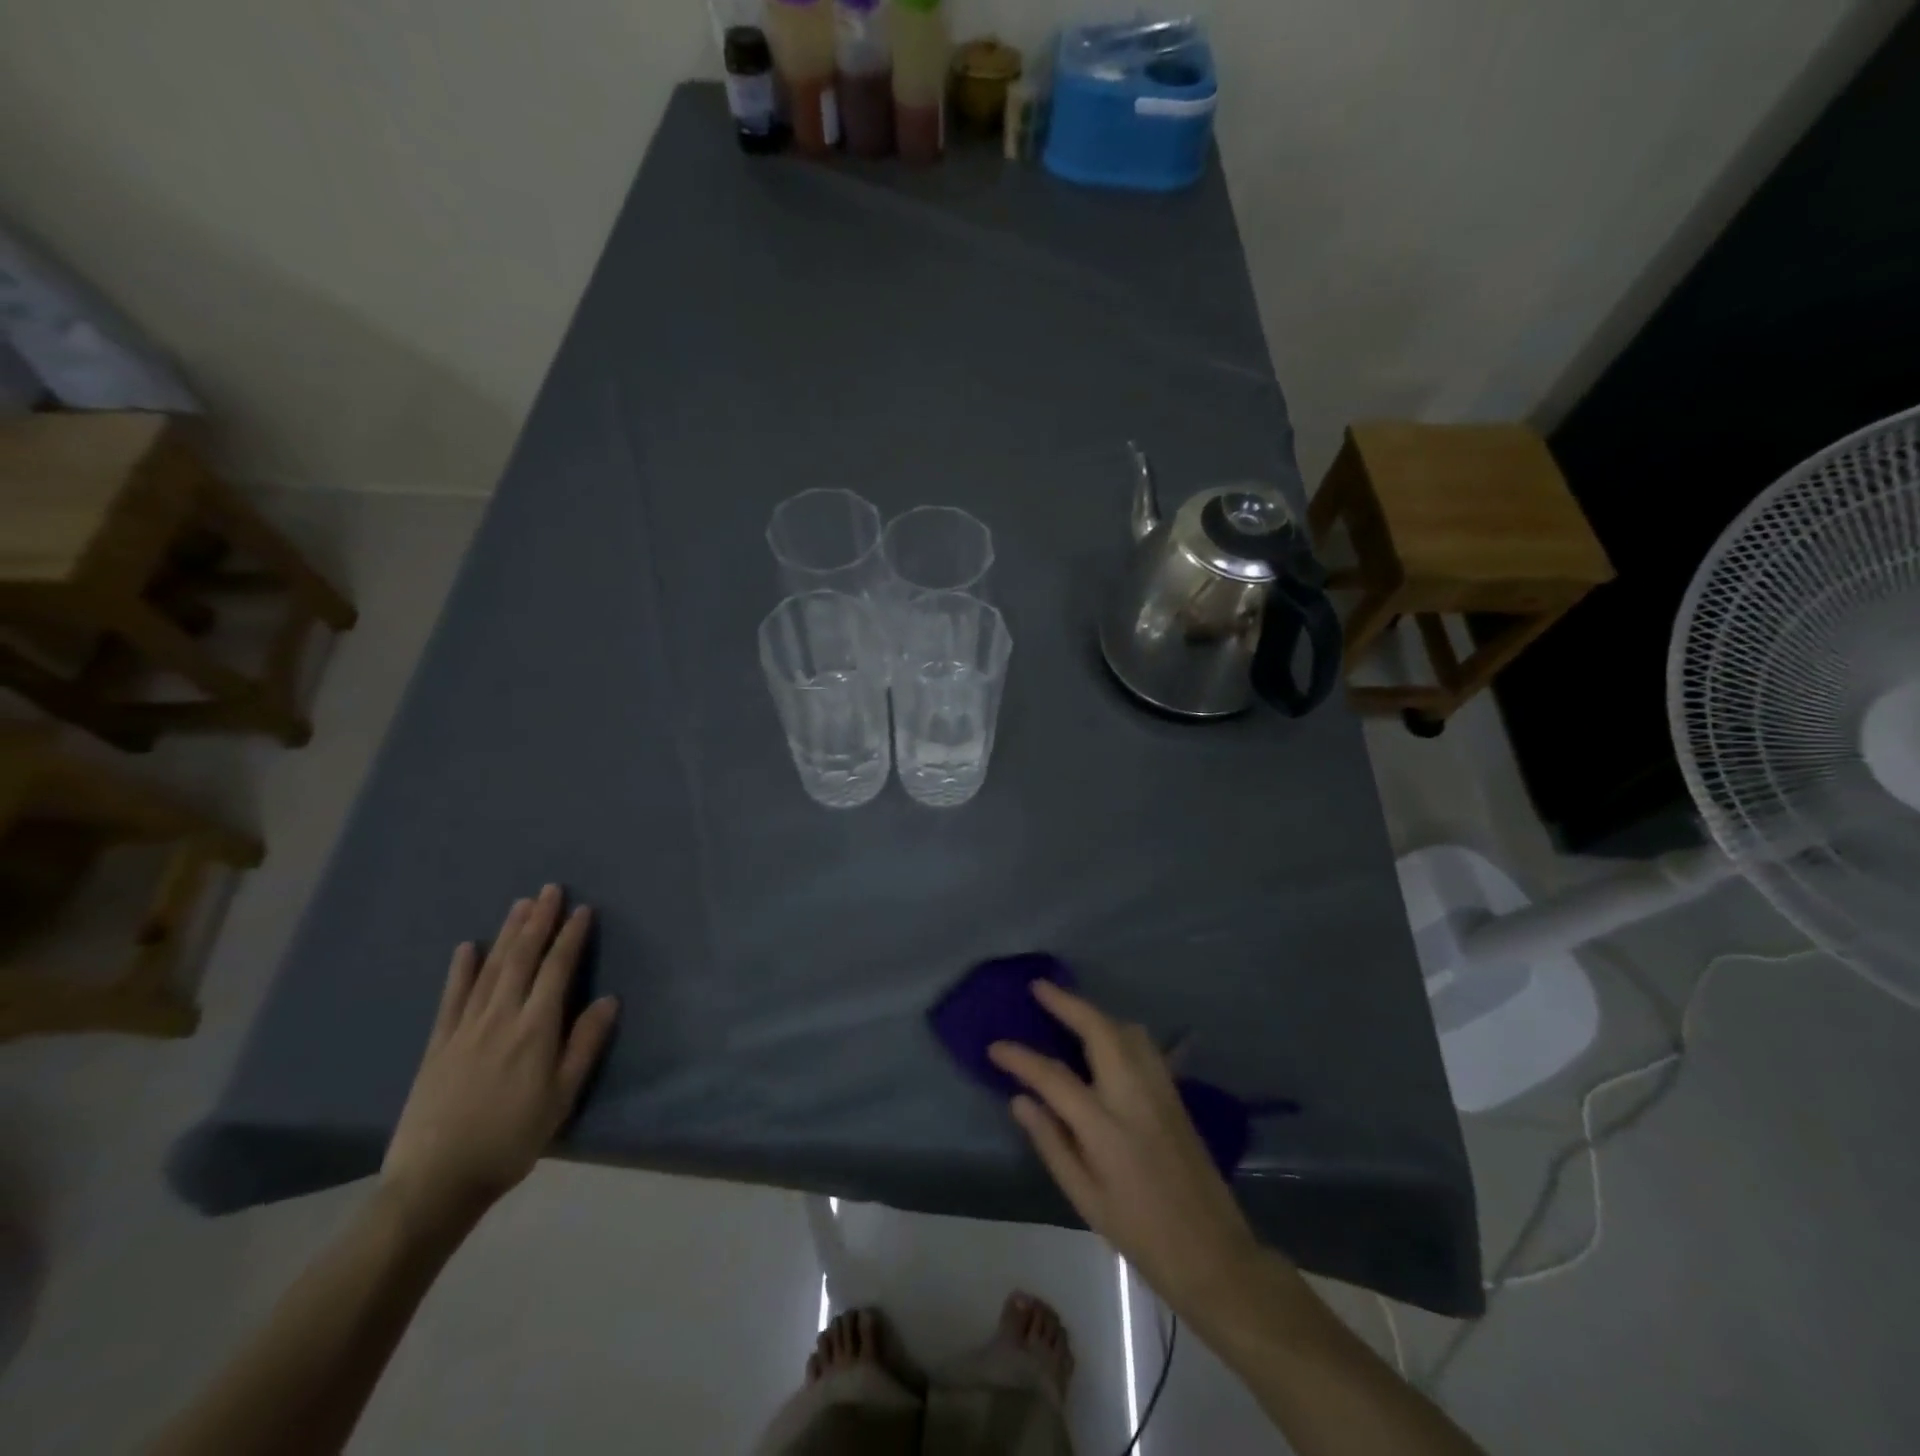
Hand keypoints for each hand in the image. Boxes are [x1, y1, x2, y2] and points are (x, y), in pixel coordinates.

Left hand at [381, 885, 617, 1230]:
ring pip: (491, 969)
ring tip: (520, 905)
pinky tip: (467, 948)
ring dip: (507, 934)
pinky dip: (461, 970)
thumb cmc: (511, 1139)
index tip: (582, 910)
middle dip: (538, 922)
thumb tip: (609, 999)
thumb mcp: (561, 1097)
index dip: (571, 937)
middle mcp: (501, 1018)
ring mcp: (465, 1028)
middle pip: (522, 959)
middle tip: (549, 890)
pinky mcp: (438, 1044)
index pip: (557, 970)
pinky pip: (452, 998)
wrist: (435, 1181)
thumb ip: (584, 1045)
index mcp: (535, 1030)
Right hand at [990, 981, 1261, 1312]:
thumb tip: (1020, 1099)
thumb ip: (1051, 1142)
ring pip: (1127, 1030)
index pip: (1053, 1077)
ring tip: (1070, 1012)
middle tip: (1039, 988)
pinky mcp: (1176, 1094)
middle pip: (1099, 1030)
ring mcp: (1160, 1090)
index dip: (1020, 1058)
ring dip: (1096, 1014)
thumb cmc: (1140, 1233)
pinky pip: (1144, 1046)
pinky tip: (1105, 1041)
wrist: (1213, 1253)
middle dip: (1068, 1003)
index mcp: (1105, 1128)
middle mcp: (1134, 1096)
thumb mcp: (1085, 1198)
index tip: (995, 1047)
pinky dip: (1118, 1030)